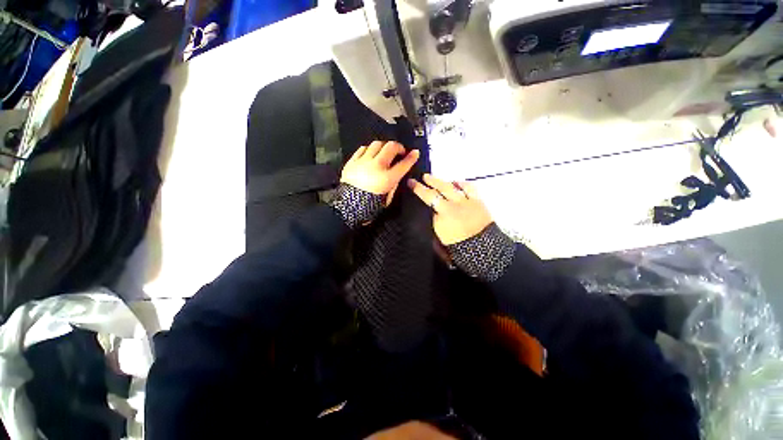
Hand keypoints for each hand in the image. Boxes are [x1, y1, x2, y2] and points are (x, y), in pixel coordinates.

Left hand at [341, 141, 419, 204]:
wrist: (347, 208)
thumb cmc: (369, 206)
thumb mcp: (387, 199)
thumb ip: (394, 185)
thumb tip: (397, 174)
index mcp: (387, 179)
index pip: (403, 164)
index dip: (411, 157)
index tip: (415, 153)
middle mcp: (376, 167)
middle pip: (390, 147)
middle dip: (398, 147)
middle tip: (400, 152)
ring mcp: (363, 162)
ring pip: (376, 144)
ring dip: (383, 147)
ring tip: (384, 152)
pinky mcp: (352, 162)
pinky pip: (362, 149)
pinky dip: (369, 150)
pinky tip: (370, 155)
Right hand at [408, 174, 493, 244]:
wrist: (483, 250)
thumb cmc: (458, 247)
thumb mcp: (438, 238)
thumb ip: (433, 222)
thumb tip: (431, 211)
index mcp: (442, 215)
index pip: (428, 198)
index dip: (418, 189)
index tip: (410, 183)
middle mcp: (453, 205)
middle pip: (439, 189)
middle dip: (429, 182)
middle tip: (422, 177)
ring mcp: (466, 201)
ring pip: (451, 186)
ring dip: (441, 181)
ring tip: (434, 178)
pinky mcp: (477, 201)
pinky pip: (469, 187)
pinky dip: (461, 183)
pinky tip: (455, 182)